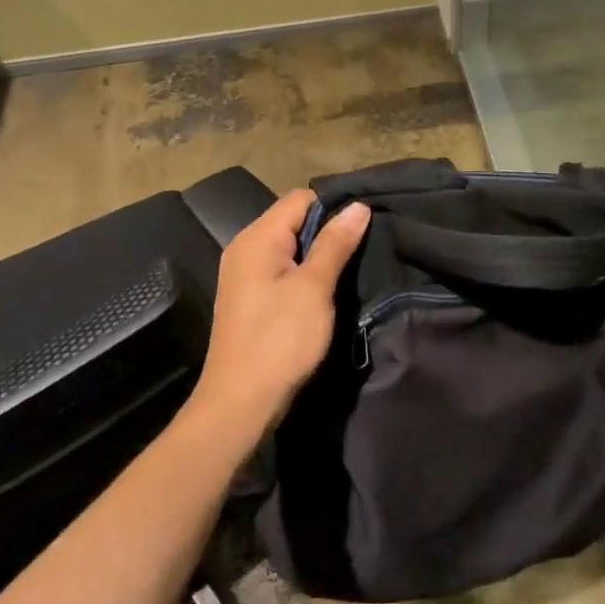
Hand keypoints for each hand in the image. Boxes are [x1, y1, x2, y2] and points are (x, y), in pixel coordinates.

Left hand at [192, 189, 369, 435]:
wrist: (240, 404)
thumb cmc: (280, 340)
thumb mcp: (314, 288)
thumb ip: (336, 243)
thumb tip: (358, 206)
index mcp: (257, 239)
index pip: (300, 199)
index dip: (334, 207)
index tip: (364, 226)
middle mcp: (245, 248)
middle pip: (294, 220)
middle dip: (328, 231)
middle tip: (364, 248)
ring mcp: (244, 275)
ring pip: (290, 246)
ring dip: (319, 255)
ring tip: (350, 268)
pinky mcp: (250, 298)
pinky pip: (282, 269)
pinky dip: (304, 273)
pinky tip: (325, 291)